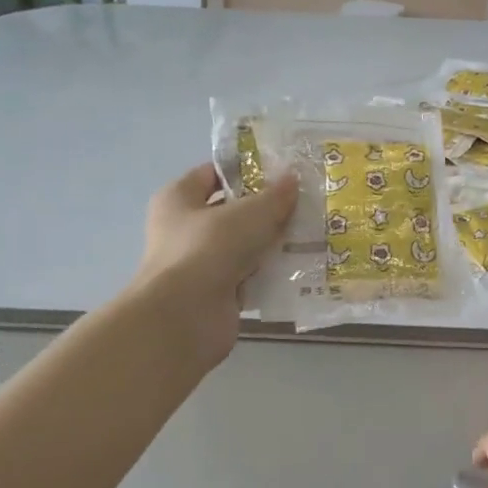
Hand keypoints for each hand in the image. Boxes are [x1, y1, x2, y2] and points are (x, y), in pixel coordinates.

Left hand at [135, 163, 298, 363]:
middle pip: (230, 211)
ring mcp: (199, 263)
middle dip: (265, 209)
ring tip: (308, 233)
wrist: (186, 317)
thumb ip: (274, 197)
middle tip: (303, 204)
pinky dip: (268, 272)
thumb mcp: (249, 214)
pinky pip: (248, 274)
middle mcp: (184, 228)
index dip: (245, 170)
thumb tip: (292, 179)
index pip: (212, 174)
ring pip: (242, 245)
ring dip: (270, 242)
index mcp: (178, 199)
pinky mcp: (215, 292)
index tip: (281, 172)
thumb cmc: (208, 250)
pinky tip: (298, 266)